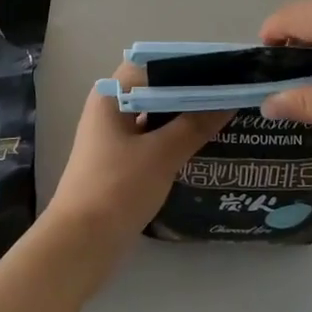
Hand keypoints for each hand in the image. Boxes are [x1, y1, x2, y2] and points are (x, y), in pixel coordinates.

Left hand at [45, 63, 231, 256]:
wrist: (80, 247)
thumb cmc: (117, 189)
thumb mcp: (162, 154)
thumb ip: (196, 124)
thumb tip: (230, 99)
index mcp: (112, 95)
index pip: (155, 64)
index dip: (189, 64)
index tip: (224, 69)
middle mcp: (110, 108)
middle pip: (156, 88)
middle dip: (191, 90)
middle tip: (231, 92)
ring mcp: (113, 136)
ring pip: (155, 114)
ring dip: (184, 115)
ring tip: (224, 114)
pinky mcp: (119, 162)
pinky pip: (152, 138)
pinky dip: (175, 137)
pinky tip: (202, 144)